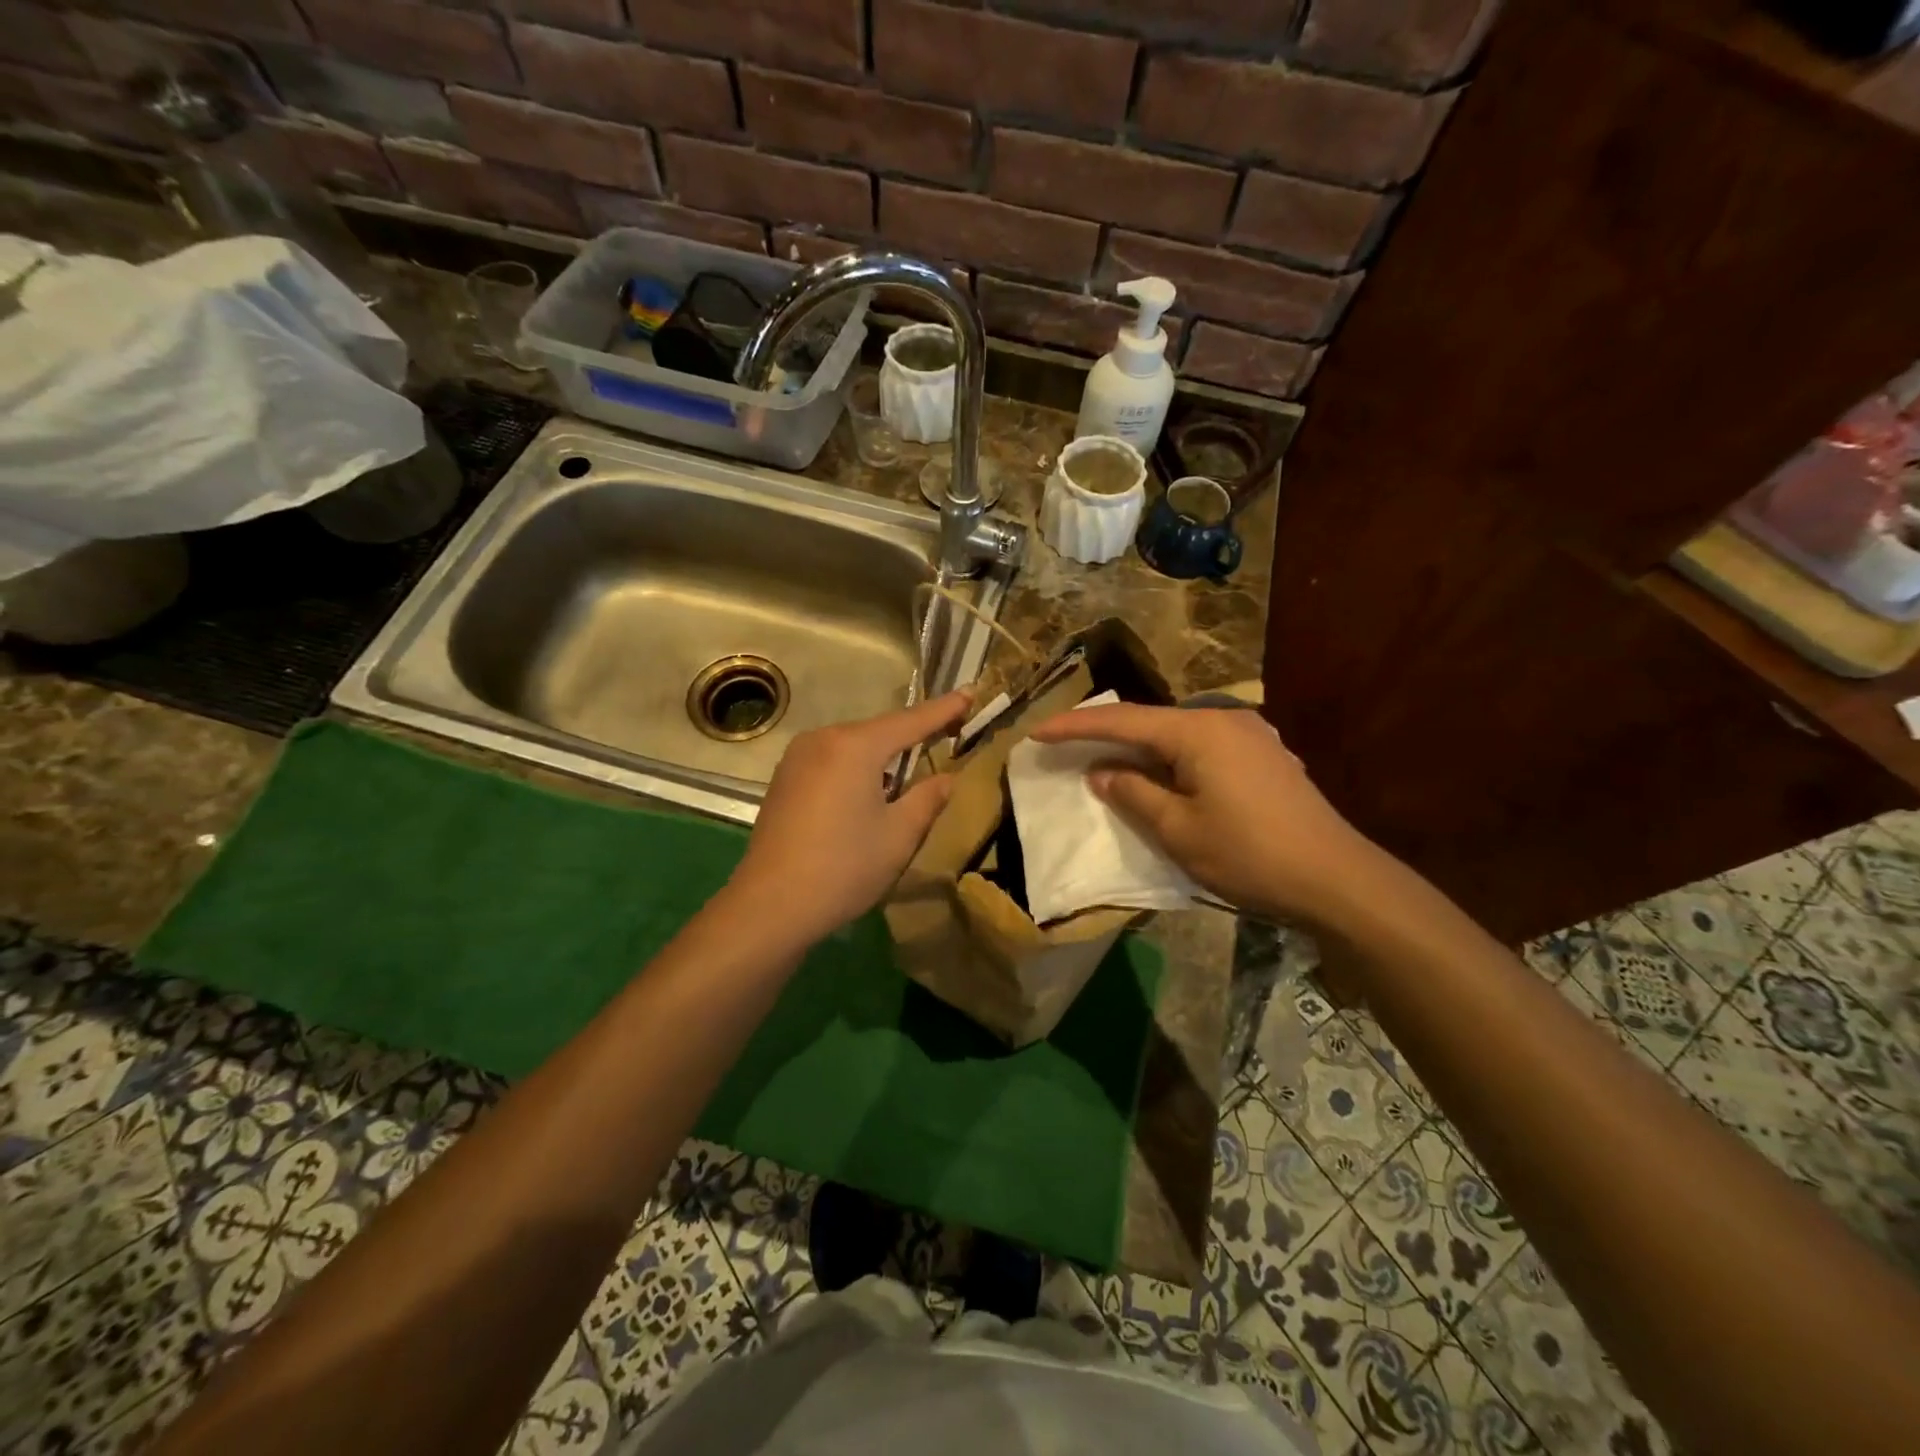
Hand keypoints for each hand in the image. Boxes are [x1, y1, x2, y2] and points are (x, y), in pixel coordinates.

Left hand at [728, 690, 971, 942]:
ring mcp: (797, 758)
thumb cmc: (844, 867)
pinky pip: (831, 762)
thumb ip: (927, 798)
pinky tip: (866, 795)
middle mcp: (822, 739)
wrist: (770, 905)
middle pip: (879, 731)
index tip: (970, 693)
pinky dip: (856, 770)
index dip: (944, 709)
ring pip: (853, 747)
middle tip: (947, 736)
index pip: (911, 720)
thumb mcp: (899, 835)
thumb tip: (945, 779)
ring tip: (908, 775)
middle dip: (912, 735)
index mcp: (855, 746)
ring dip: (882, 757)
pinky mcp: (784, 780)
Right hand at [1026, 704, 1380, 924]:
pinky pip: (1202, 748)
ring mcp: (1250, 735)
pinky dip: (1171, 759)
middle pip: (1150, 721)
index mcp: (1197, 731)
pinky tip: (1162, 775)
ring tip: (1107, 760)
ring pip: (1178, 734)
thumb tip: (1102, 772)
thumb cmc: (1249, 854)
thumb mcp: (1178, 831)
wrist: (1337, 879)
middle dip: (1106, 734)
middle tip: (1066, 745)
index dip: (1075, 726)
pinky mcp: (1265, 756)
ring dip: (1140, 748)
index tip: (1036, 732)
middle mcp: (1223, 720)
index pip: (1122, 721)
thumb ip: (1133, 794)